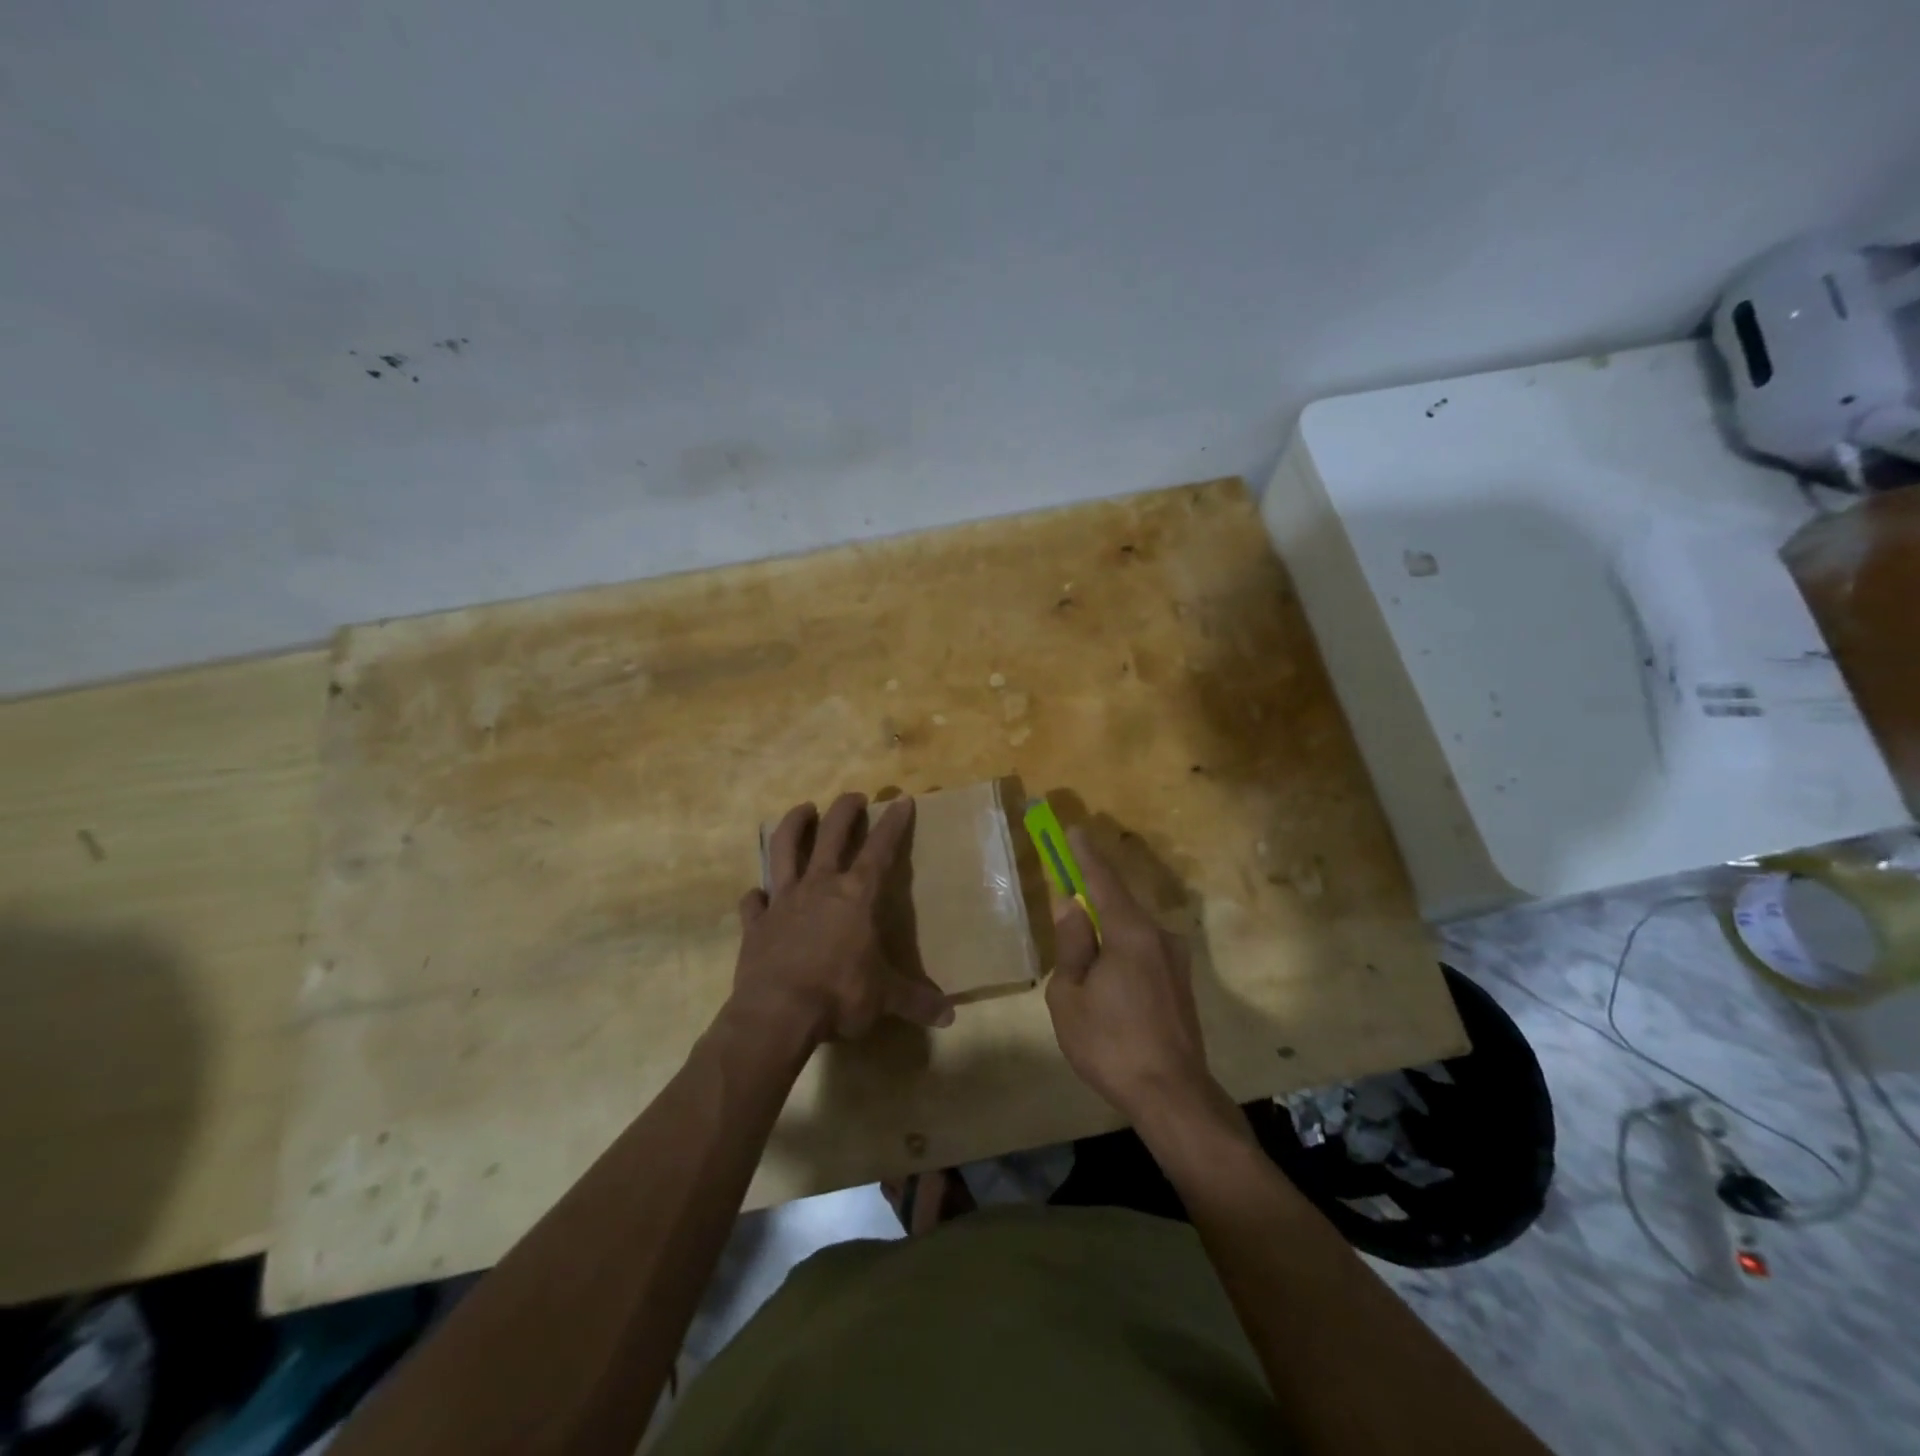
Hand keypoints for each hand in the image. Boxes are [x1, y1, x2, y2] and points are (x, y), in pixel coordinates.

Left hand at [731, 793, 953, 1044]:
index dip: (893, 823)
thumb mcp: (884, 999)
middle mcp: (819, 886)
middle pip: (832, 834)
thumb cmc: (839, 995)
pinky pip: (753, 902)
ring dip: (794, 825)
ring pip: (784, 849)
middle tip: (854, 797)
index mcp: (856, 896)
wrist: (778, 1013)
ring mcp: (783, 901)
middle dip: (845, 810)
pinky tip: (758, 893)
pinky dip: (756, 895)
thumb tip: (949, 1016)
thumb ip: (916, 1001)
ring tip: (804, 810)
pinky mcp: (756, 922)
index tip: (901, 799)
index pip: (880, 849)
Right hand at [1045, 829, 1224, 1124]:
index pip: (1103, 880)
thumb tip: (1072, 906)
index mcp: (1130, 932)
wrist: (1173, 1095)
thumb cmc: (1110, 1043)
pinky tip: (1108, 984)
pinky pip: (1144, 952)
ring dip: (1107, 934)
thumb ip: (1072, 944)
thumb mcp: (1070, 995)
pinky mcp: (1181, 983)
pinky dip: (1121, 953)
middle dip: (1092, 899)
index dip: (1086, 855)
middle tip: (1067, 902)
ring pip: (1131, 932)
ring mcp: (1175, 960)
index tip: (1074, 831)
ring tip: (1083, 964)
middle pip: (1119, 905)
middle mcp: (1159, 936)